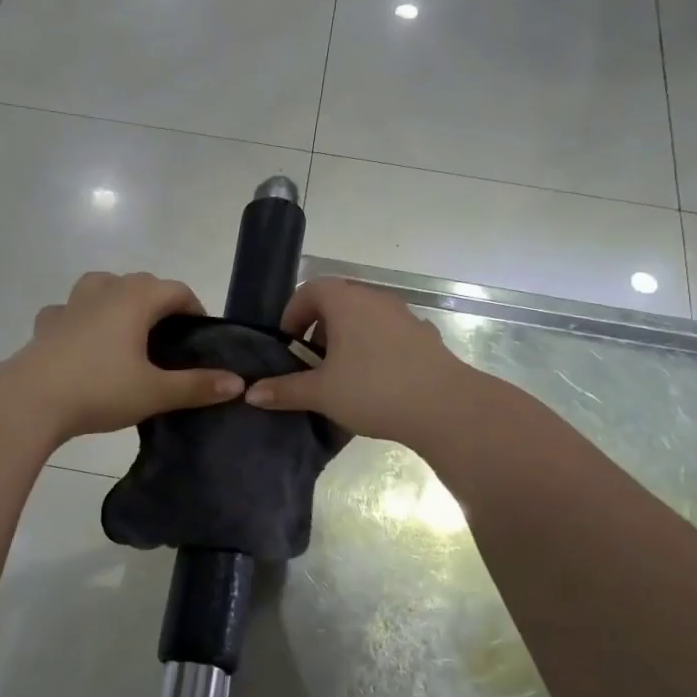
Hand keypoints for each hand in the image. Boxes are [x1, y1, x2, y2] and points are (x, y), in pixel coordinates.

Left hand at [9, 271, 243, 442]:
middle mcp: (104, 292)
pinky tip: (81, 341)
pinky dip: (80, 317)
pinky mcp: (46, 324)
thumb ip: (197, 386)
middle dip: (159, 301)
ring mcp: (70, 305)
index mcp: (135, 300)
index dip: (194, 308)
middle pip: (140, 282)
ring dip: (118, 298)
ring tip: (126, 329)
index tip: (200, 335)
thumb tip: (238, 383)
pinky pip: (68, 310)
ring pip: (101, 285)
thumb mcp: (155, 392)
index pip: (175, 290)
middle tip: (168, 338)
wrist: (30, 401)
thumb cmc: (99, 390)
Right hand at [245, 278, 470, 446]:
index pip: (309, 290)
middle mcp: (375, 299)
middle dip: (318, 330)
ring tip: (341, 377)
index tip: (287, 346)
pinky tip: (375, 383)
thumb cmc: (374, 390)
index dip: (292, 315)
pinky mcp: (424, 336)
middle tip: (311, 365)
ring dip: (346, 340)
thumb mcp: (322, 393)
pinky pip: (387, 335)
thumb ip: (284, 390)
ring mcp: (404, 316)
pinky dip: (373, 350)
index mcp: (346, 301)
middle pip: (337, 302)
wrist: (445, 406)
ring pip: (364, 319)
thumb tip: (251, 393)